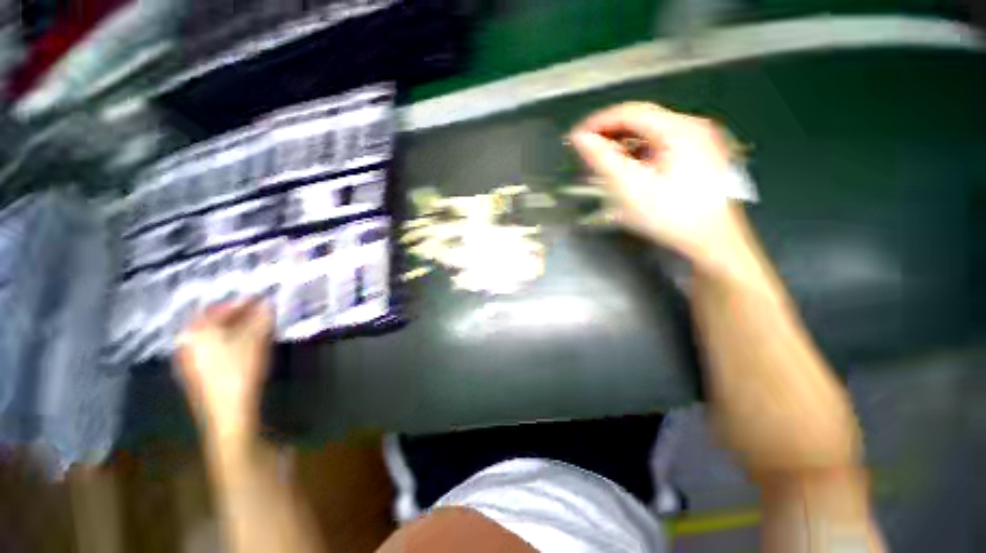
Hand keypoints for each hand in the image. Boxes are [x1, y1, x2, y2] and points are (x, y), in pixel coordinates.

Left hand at [175, 299, 273, 445]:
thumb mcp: (255, 340)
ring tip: (256, 328)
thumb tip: (268, 303)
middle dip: (238, 315)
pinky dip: (228, 342)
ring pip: (213, 336)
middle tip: (260, 312)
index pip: (218, 308)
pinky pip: (212, 349)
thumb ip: (262, 318)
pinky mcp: (197, 374)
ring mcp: (189, 360)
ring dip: (235, 328)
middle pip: (213, 321)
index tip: (261, 298)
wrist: (228, 413)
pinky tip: (244, 347)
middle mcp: (187, 343)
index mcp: (196, 332)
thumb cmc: (240, 371)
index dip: (241, 302)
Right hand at [570, 102, 748, 269]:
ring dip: (623, 143)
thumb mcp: (631, 188)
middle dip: (610, 133)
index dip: (598, 122)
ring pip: (650, 132)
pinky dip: (638, 152)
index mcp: (679, 129)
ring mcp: (698, 139)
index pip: (630, 112)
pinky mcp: (698, 153)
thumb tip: (580, 139)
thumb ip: (603, 160)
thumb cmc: (670, 216)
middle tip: (587, 151)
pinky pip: (660, 144)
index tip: (576, 137)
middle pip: (641, 120)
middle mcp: (692, 126)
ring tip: (603, 160)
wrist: (711, 241)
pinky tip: (627, 168)